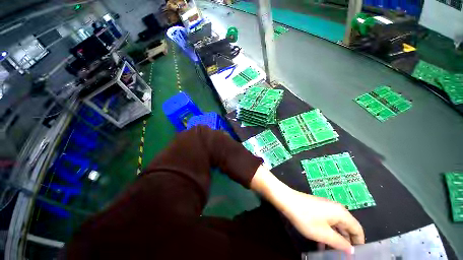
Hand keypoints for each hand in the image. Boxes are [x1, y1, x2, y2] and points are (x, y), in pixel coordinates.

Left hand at [282, 190, 363, 252]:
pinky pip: (326, 222)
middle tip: (343, 256)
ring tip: (332, 253)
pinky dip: (326, 232)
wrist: (287, 200)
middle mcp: (335, 208)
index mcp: (341, 213)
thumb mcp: (324, 234)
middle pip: (346, 227)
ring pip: (335, 226)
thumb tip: (351, 250)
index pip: (357, 229)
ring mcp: (325, 207)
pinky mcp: (317, 208)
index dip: (359, 243)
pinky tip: (320, 243)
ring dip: (335, 239)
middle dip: (345, 242)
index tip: (356, 255)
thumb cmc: (306, 217)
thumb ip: (340, 243)